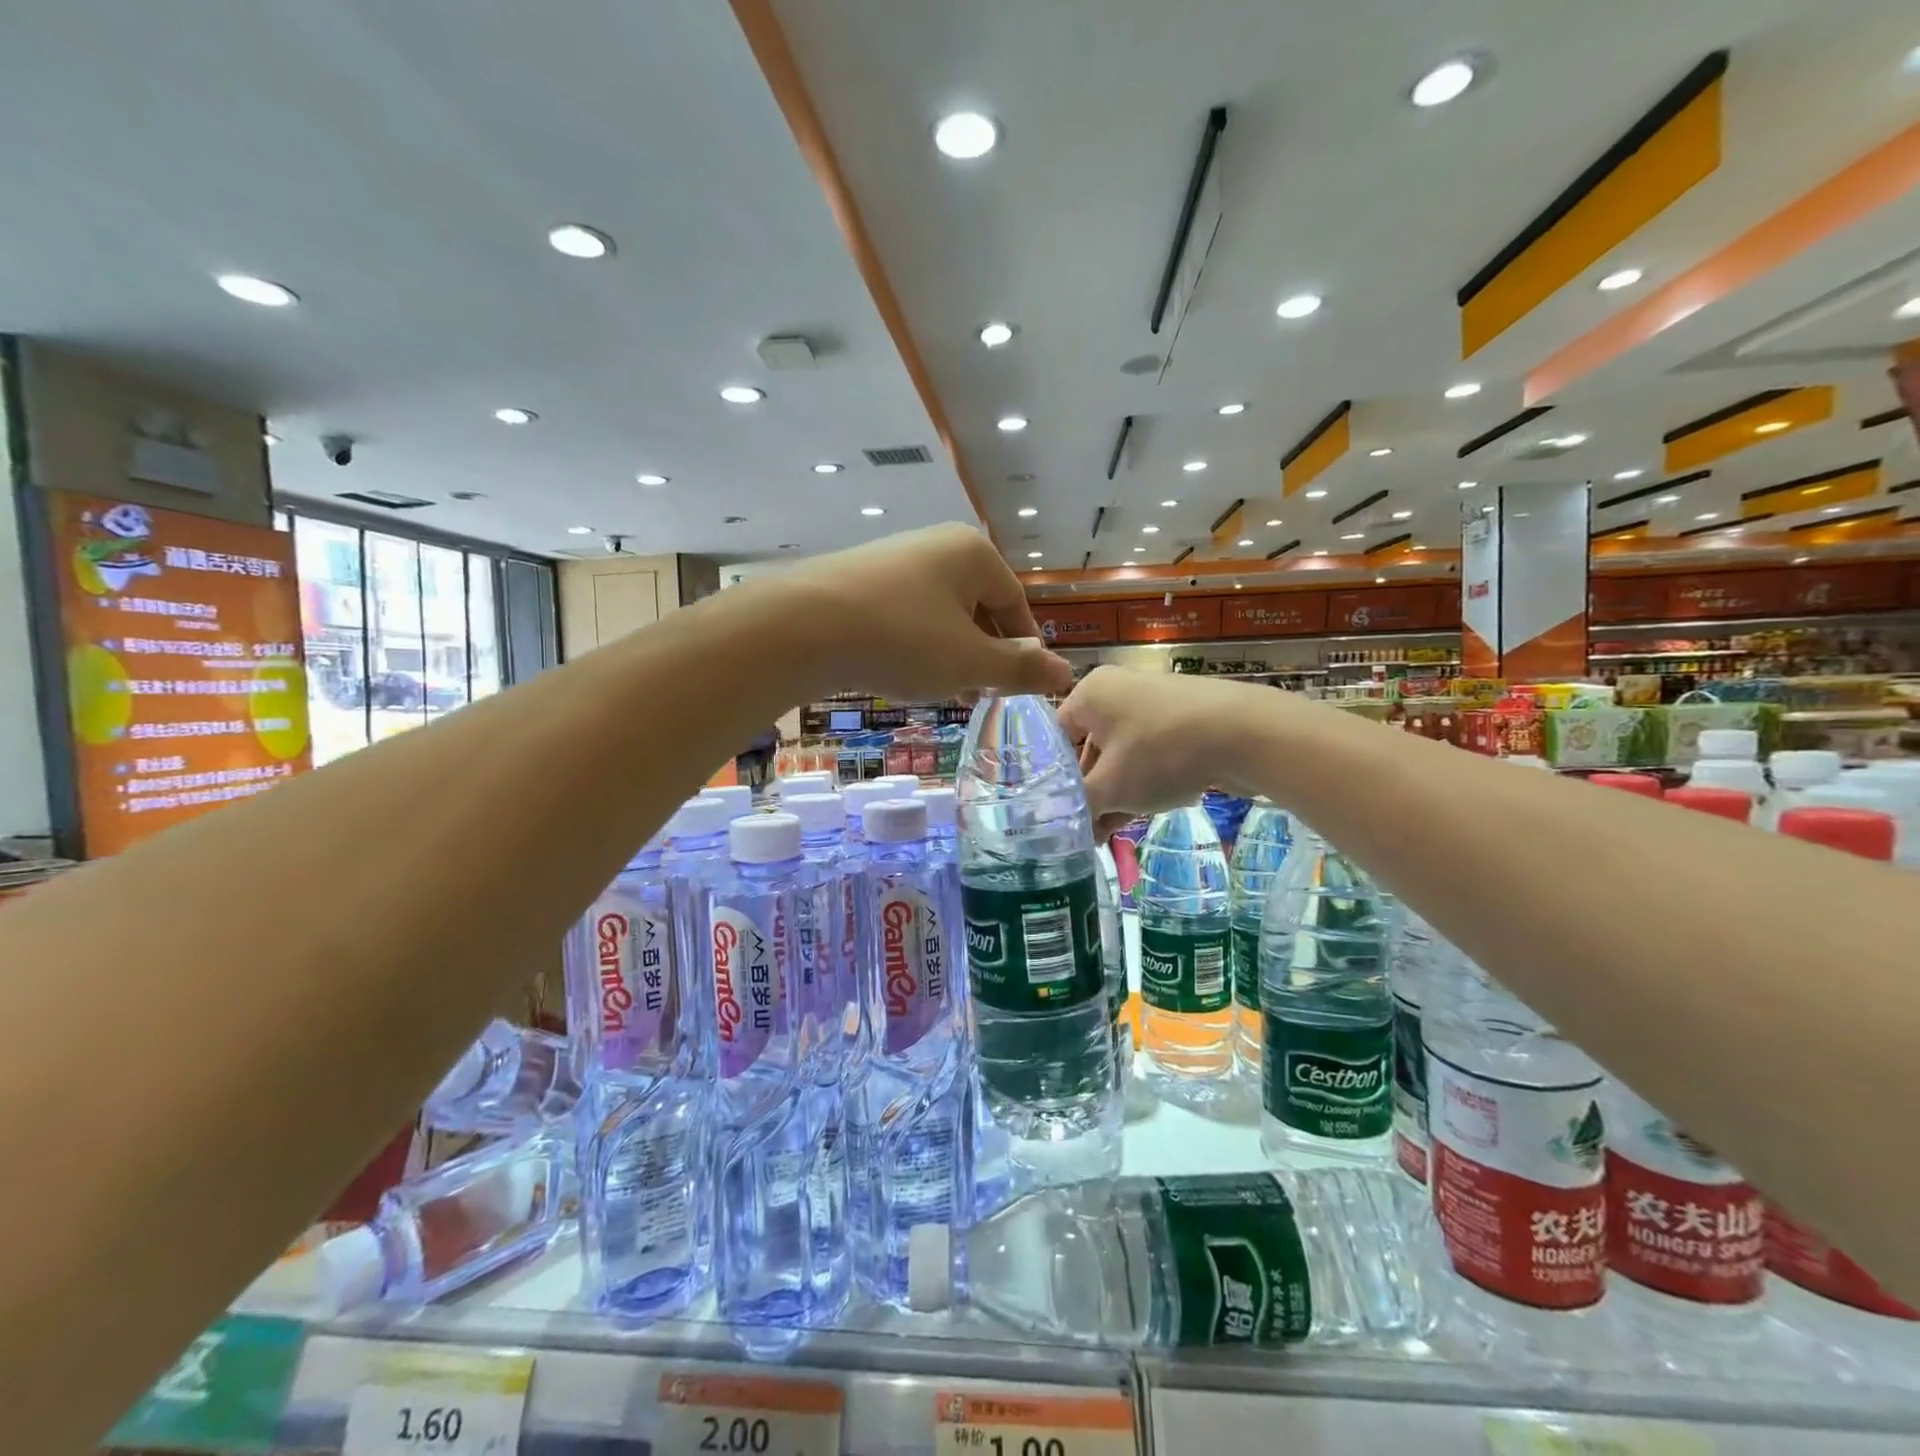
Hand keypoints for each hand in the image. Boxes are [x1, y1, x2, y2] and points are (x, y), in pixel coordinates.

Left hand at [772, 524, 1076, 702]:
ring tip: (945, 691)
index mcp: (973, 554)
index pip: (1016, 603)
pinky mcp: (860, 579)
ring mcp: (894, 559)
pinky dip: (915, 644)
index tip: (1021, 684)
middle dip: (984, 653)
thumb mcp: (971, 663)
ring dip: (950, 654)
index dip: (1024, 648)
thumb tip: (1065, 673)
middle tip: (982, 694)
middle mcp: (936, 546)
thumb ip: (1020, 669)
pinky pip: (905, 614)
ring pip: (940, 613)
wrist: (803, 626)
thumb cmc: (904, 640)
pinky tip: (903, 673)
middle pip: (977, 606)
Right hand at [1057, 667, 1272, 835]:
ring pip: (1124, 755)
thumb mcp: (1110, 788)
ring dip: (1118, 794)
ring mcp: (1156, 703)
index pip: (1056, 738)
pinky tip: (1147, 812)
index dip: (1053, 779)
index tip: (1058, 813)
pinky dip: (1147, 781)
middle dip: (1091, 793)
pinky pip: (1154, 752)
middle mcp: (1120, 690)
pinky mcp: (1186, 719)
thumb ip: (1079, 806)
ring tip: (1112, 833)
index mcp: (1091, 693)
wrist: (1246, 733)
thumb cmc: (1160, 753)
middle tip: (1087, 831)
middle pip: (1091, 748)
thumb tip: (1062, 823)